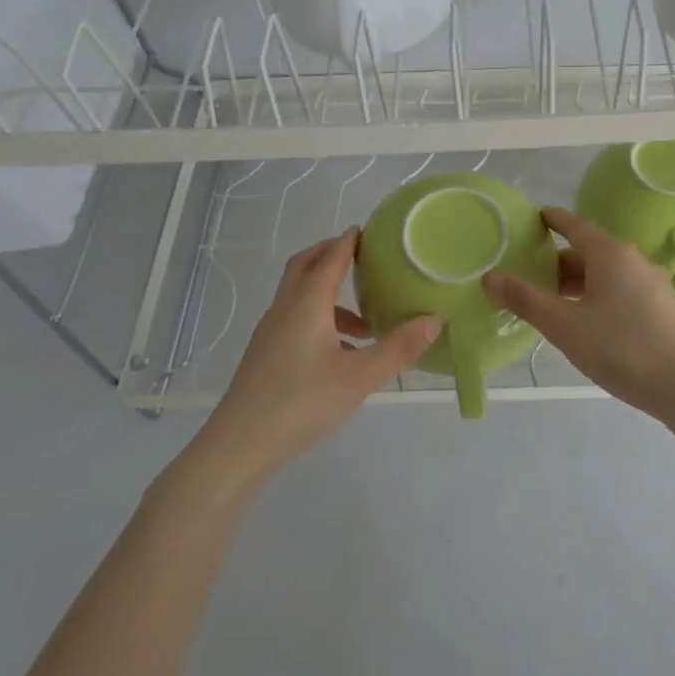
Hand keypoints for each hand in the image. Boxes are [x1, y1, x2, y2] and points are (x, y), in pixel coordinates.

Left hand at [183, 229, 438, 486]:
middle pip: (304, 267)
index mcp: (306, 305)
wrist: (240, 445)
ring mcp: (271, 333)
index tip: (365, 230)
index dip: (347, 243)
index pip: (329, 260)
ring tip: (366, 321)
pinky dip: (321, 320)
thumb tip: (434, 320)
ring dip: (329, 295)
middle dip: (330, 255)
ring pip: (299, 297)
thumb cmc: (302, 403)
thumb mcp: (360, 377)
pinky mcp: (266, 355)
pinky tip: (343, 353)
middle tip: (360, 256)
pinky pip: (296, 320)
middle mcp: (285, 310)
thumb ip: (398, 348)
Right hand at [484, 207, 674, 415]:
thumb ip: (526, 300)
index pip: (576, 226)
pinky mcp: (662, 308)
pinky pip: (622, 290)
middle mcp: (634, 260)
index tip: (535, 218)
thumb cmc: (619, 347)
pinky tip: (587, 321)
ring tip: (553, 302)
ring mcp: (653, 284)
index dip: (553, 220)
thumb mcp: (564, 325)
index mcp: (611, 254)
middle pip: (591, 251)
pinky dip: (598, 296)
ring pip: (607, 274)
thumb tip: (491, 278)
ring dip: (579, 282)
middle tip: (531, 275)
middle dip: (560, 261)